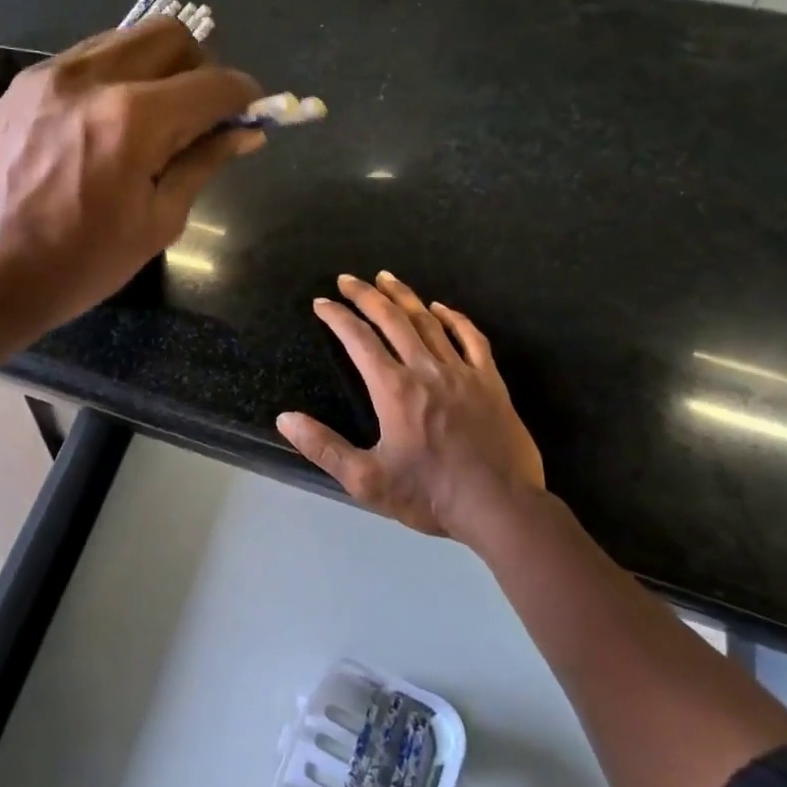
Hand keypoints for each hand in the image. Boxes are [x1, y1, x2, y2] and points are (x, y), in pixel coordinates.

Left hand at [0, 17, 261, 338]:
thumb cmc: (78, 265)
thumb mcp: (157, 223)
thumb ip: (203, 163)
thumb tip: (245, 132)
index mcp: (132, 119)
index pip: (212, 83)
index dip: (243, 96)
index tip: (250, 115)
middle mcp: (93, 77)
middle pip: (171, 35)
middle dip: (200, 68)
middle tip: (199, 115)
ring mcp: (52, 74)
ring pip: (128, 38)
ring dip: (157, 68)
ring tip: (153, 119)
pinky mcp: (25, 83)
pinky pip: (89, 57)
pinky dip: (116, 76)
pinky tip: (108, 122)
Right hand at [277, 271, 547, 545]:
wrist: (502, 508)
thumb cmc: (430, 495)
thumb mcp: (366, 480)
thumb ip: (324, 448)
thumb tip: (285, 419)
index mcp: (394, 389)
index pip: (359, 340)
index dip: (337, 317)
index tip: (321, 303)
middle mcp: (426, 370)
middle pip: (392, 320)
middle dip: (366, 295)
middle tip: (347, 279)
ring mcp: (462, 372)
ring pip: (429, 322)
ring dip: (404, 297)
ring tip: (386, 278)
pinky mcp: (490, 382)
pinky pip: (471, 338)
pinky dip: (454, 318)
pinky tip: (441, 308)